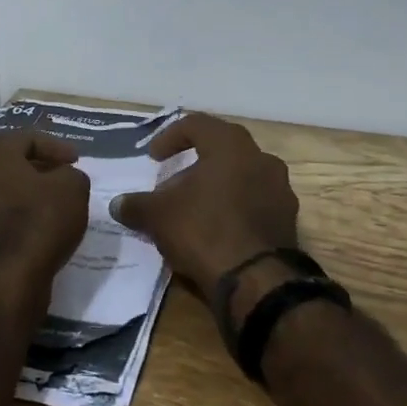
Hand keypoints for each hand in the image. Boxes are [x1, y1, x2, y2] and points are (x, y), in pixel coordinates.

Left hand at [0, 131, 90, 292]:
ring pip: (0, 193)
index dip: (56, 147)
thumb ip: (71, 174)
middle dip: (38, 169)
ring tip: (52, 207)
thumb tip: (63, 179)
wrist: (5, 281)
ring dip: (25, 196)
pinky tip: (35, 232)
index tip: (76, 161)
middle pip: (9, 164)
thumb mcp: (72, 187)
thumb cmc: (38, 221)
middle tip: (63, 179)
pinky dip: (15, 220)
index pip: (27, 138)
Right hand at [108, 113, 298, 299]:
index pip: (197, 124)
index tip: (154, 157)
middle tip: (174, 182)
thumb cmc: (204, 230)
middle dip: (195, 163)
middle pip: (223, 150)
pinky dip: (234, 209)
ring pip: (242, 176)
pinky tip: (216, 230)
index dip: (170, 137)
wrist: (257, 281)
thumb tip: (117, 204)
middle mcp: (261, 159)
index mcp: (231, 146)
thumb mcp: (158, 216)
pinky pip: (255, 203)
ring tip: (194, 208)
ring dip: (217, 186)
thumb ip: (136, 205)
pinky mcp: (288, 220)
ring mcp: (280, 190)